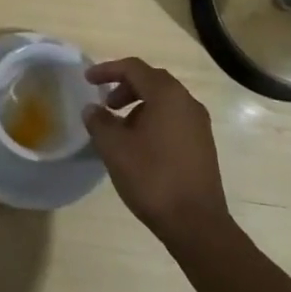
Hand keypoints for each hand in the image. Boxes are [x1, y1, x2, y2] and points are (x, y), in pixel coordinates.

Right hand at [83, 58, 231, 245]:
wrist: (196, 223)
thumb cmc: (152, 178)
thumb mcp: (115, 148)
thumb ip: (99, 122)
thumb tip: (93, 109)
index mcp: (167, 95)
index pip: (134, 68)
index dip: (108, 70)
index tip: (87, 80)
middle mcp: (187, 102)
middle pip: (152, 81)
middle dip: (125, 87)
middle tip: (105, 104)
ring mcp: (199, 124)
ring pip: (164, 101)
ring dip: (139, 105)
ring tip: (120, 128)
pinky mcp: (203, 144)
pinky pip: (174, 119)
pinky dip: (153, 119)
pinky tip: (140, 145)